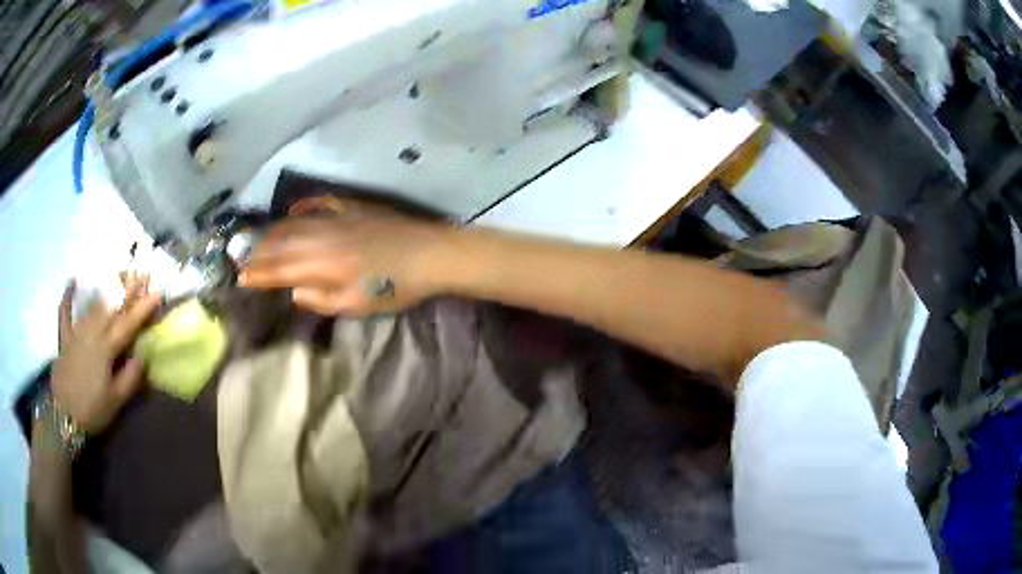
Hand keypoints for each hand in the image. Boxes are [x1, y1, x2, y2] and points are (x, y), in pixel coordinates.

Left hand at [51, 275, 160, 433]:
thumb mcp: (116, 401)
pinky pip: (65, 312)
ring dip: (107, 288)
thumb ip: (130, 377)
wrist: (64, 416)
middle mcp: (92, 333)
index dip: (143, 308)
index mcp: (106, 349)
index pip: (128, 324)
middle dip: (127, 288)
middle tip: (141, 272)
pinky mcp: (65, 337)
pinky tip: (72, 281)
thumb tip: (142, 356)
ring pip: (93, 305)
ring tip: (118, 273)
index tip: (158, 292)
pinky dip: (68, 296)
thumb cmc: (92, 410)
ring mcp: (76, 332)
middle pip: (111, 306)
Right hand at [239, 198, 452, 315]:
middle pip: (282, 242)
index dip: (259, 274)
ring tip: (258, 239)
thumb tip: (295, 291)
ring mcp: (337, 217)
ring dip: (273, 231)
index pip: (281, 269)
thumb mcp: (356, 305)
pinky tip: (292, 210)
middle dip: (258, 251)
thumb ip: (321, 299)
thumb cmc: (395, 286)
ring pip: (295, 222)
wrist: (429, 253)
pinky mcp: (352, 206)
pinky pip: (319, 203)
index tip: (241, 277)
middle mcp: (323, 236)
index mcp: (323, 264)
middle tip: (241, 257)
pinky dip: (302, 207)